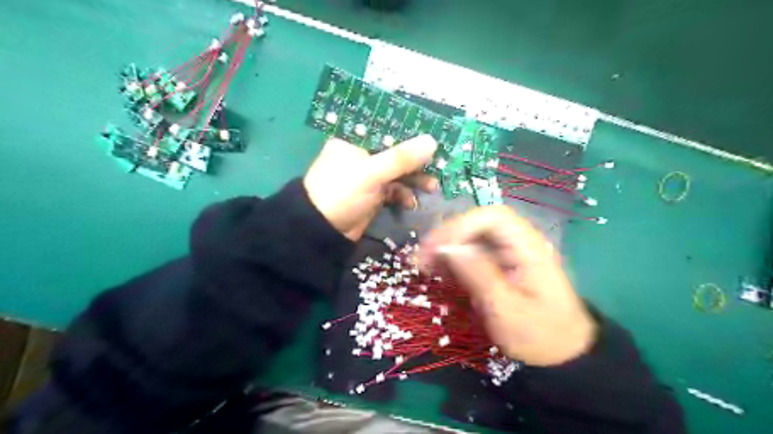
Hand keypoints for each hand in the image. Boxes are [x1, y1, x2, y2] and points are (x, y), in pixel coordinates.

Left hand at [303, 134, 436, 240]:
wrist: (323, 232)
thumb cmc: (342, 194)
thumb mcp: (371, 173)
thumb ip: (401, 158)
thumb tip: (432, 141)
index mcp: (354, 142)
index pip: (387, 133)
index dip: (411, 137)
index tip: (433, 140)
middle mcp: (361, 156)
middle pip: (395, 154)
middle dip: (416, 163)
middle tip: (438, 167)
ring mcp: (367, 177)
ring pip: (397, 173)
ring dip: (413, 180)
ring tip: (431, 188)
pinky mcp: (372, 195)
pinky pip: (393, 190)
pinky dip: (403, 195)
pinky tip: (410, 203)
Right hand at [420, 205, 592, 365]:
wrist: (561, 353)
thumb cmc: (538, 334)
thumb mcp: (506, 309)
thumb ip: (478, 274)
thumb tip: (447, 248)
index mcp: (528, 247)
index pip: (492, 217)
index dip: (461, 226)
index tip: (438, 249)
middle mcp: (517, 242)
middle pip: (477, 224)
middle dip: (447, 236)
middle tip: (421, 258)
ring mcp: (508, 253)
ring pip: (471, 237)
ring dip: (445, 248)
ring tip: (423, 266)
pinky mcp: (499, 265)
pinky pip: (471, 253)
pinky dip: (452, 260)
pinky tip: (437, 272)